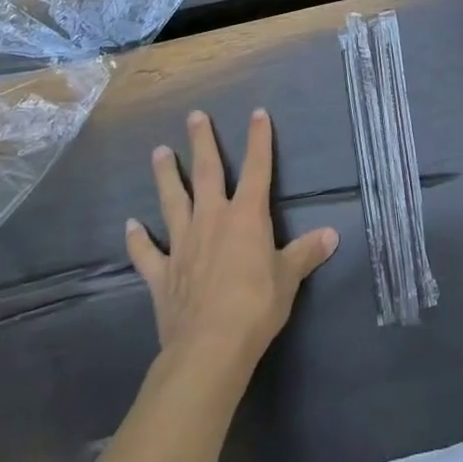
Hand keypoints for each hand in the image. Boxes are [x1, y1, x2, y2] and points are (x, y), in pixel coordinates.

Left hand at [126, 109, 337, 370]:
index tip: (258, 113)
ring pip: (172, 201)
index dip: (259, 139)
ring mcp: (182, 245)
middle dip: (201, 142)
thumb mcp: (289, 278)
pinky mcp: (161, 274)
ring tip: (159, 151)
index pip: (257, 169)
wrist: (209, 348)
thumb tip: (332, 235)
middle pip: (206, 173)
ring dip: (165, 176)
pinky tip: (130, 225)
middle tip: (194, 116)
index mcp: (246, 217)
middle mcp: (212, 220)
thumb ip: (306, 253)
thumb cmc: (256, 307)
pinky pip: (147, 253)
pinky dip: (138, 239)